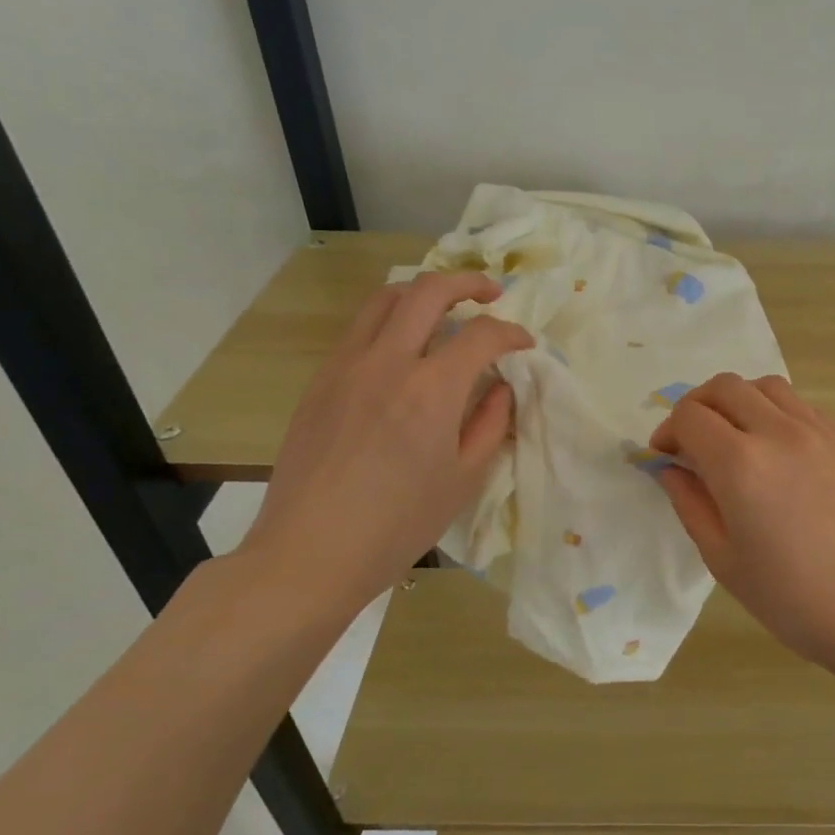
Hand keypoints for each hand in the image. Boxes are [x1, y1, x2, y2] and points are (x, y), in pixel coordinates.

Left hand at [234, 272, 531, 613]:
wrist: (310, 552)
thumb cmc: (398, 525)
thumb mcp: (463, 479)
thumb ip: (490, 424)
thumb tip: (499, 388)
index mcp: (432, 390)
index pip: (482, 334)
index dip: (511, 332)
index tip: (524, 343)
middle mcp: (388, 362)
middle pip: (429, 291)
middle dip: (468, 282)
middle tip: (490, 294)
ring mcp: (347, 366)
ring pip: (385, 298)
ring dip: (423, 292)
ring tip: (444, 308)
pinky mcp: (321, 380)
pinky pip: (359, 329)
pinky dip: (390, 320)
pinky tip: (403, 350)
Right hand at [650, 374, 834, 674]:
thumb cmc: (791, 598)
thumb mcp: (723, 559)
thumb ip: (690, 503)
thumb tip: (670, 468)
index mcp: (740, 464)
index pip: (689, 416)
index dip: (667, 431)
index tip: (665, 456)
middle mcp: (777, 432)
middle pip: (724, 387)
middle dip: (696, 407)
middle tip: (691, 442)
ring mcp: (816, 431)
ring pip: (764, 386)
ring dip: (737, 401)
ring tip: (733, 437)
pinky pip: (799, 404)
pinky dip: (773, 410)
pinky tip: (774, 446)